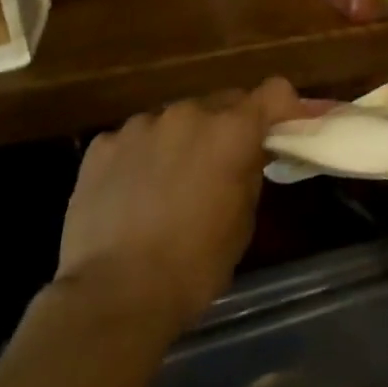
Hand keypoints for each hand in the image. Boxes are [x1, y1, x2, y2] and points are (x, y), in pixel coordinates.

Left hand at [54, 78, 300, 329]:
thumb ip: (250, 171)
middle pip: (222, 104)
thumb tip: (248, 155)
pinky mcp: (102, 146)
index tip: (286, 129)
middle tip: (226, 163)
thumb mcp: (243, 219)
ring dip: (183, 140)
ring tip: (172, 183)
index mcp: (231, 131)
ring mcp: (140, 126)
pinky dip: (143, 157)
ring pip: (175, 121)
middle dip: (229, 127)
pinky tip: (134, 193)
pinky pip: (135, 140)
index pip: (275, 92)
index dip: (285, 108)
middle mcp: (188, 114)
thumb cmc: (195, 264)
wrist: (114, 294)